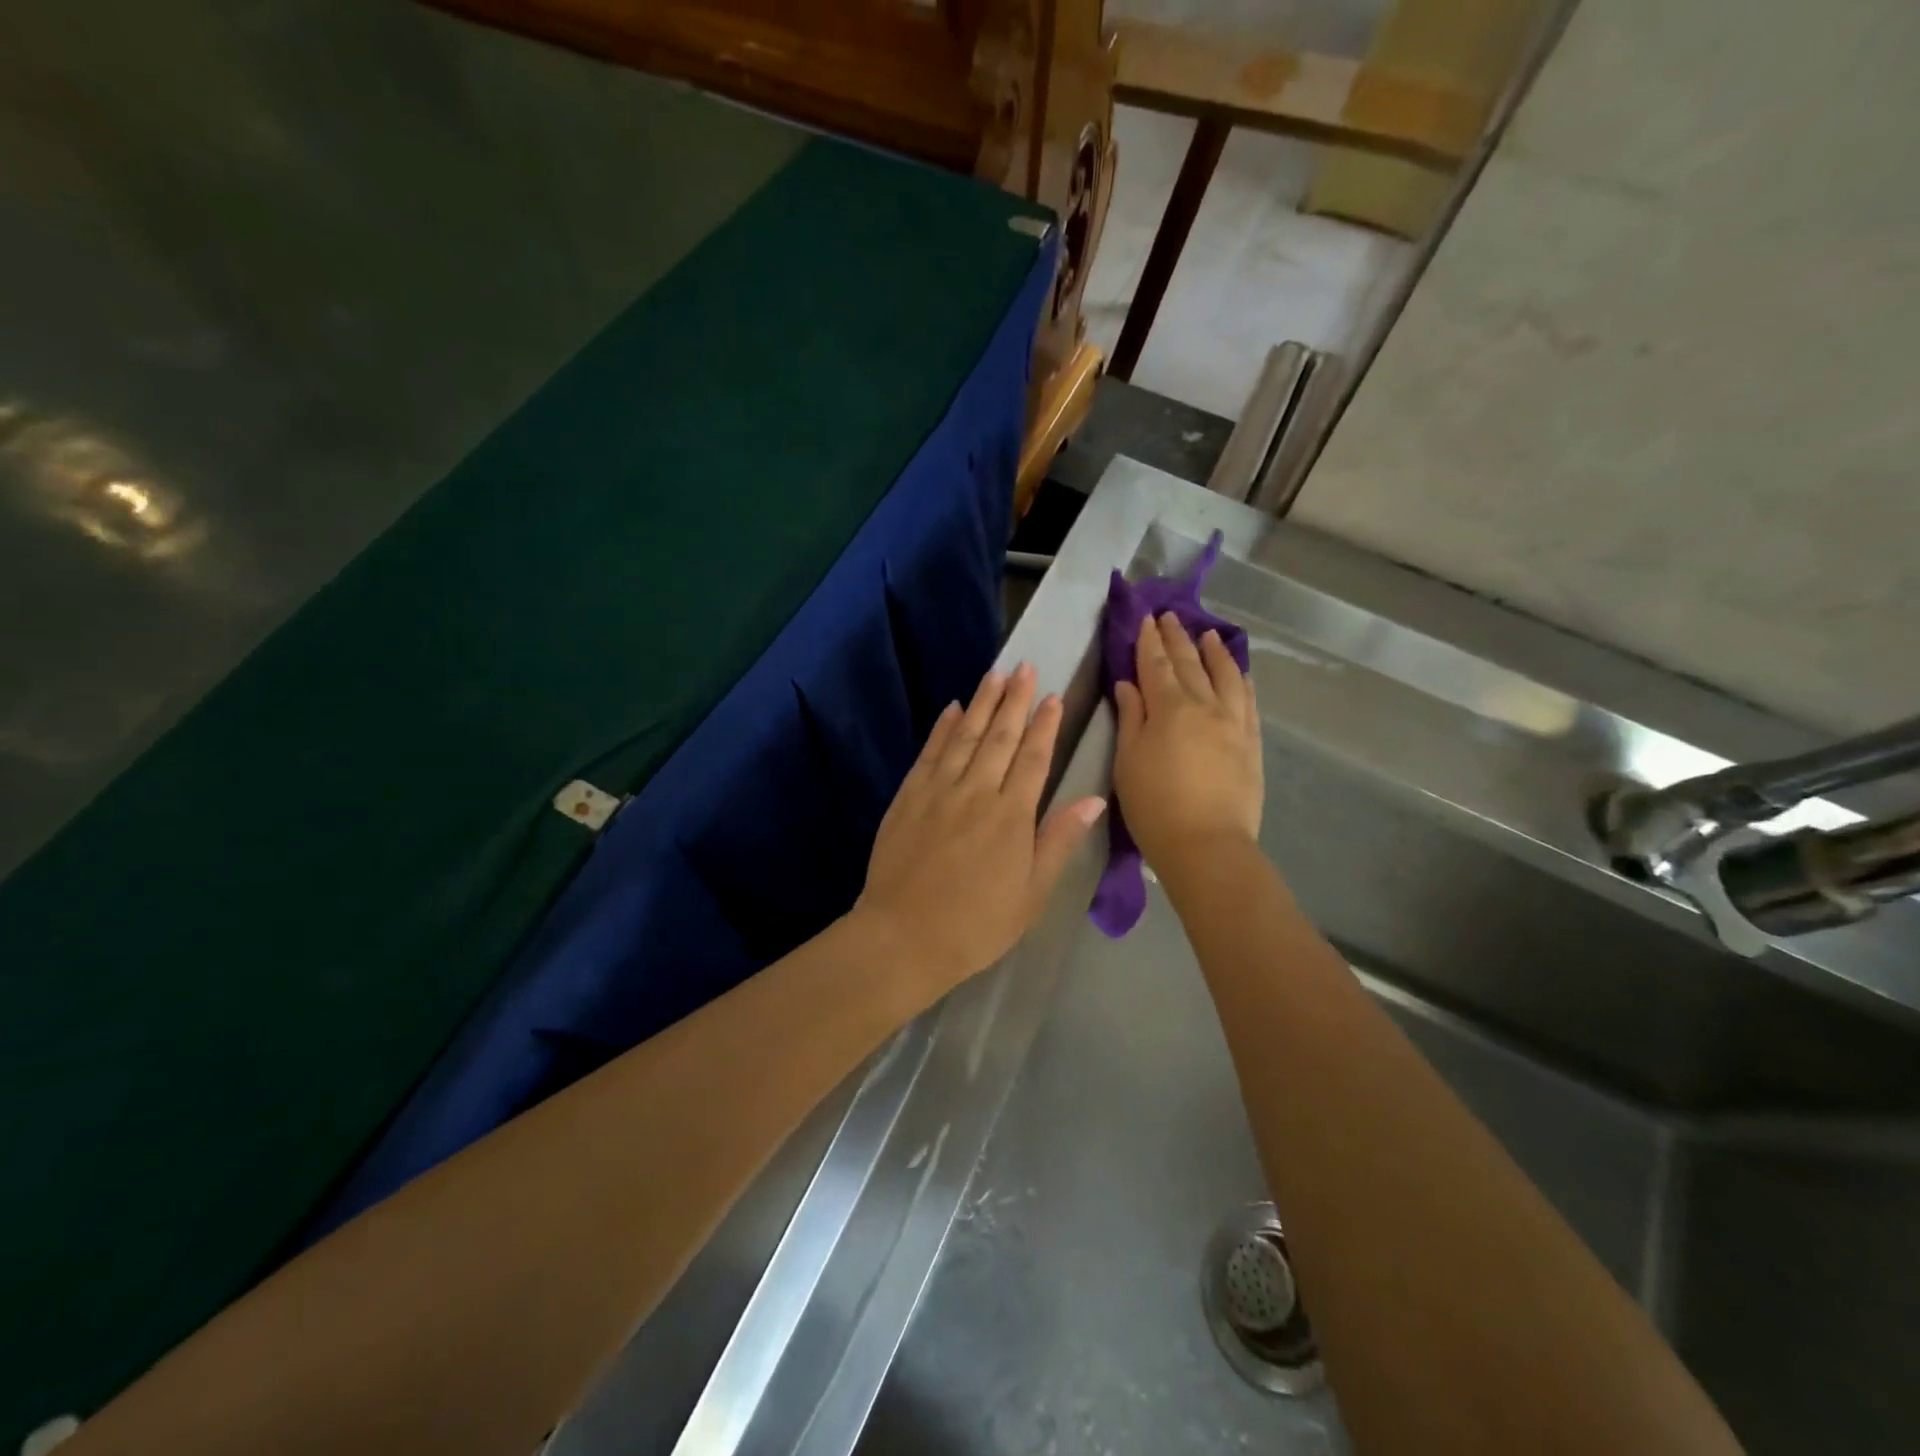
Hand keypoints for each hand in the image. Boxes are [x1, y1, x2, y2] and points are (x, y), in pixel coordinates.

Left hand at [852, 663, 1106, 999]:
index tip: (1053, 696)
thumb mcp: (1031, 894)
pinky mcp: (908, 797)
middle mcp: (976, 792)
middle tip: (1024, 667)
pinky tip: (952, 709)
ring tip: (995, 674)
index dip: (1044, 725)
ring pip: (965, 736)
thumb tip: (1092, 800)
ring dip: (982, 704)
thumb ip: (1058, 841)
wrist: (903, 936)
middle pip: (1000, 737)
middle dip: (1014, 700)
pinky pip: (929, 753)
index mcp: (1011, 815)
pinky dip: (942, 729)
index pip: (1033, 758)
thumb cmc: (977, 924)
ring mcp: (938, 791)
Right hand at [1113, 613, 1261, 869]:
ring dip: (1214, 651)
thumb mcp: (1128, 762)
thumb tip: (1129, 684)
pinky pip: (1248, 700)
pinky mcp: (1251, 742)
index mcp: (1169, 708)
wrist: (1207, 845)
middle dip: (1177, 638)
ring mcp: (1233, 722)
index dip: (1149, 641)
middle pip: (1190, 664)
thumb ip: (1131, 718)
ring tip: (1208, 634)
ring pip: (1225, 675)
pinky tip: (1239, 672)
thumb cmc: (1154, 806)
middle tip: (1170, 616)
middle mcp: (1205, 705)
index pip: (1156, 665)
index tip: (1146, 619)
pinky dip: (1241, 680)